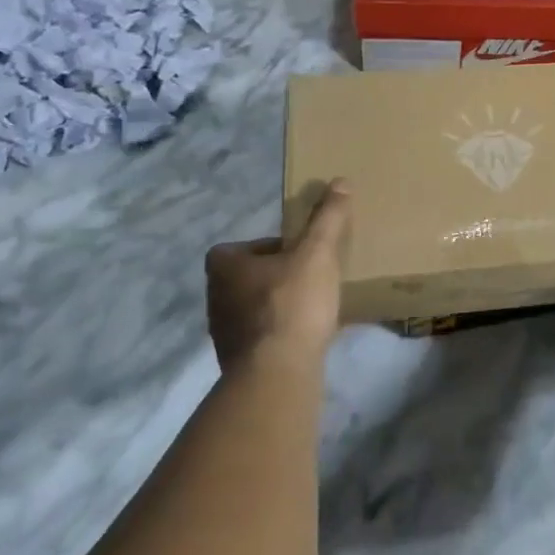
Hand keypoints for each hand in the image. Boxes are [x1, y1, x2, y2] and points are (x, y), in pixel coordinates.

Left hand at [205, 181, 350, 371]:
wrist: (278, 373)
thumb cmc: (292, 303)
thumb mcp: (317, 253)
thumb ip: (328, 218)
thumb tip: (340, 181)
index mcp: (224, 267)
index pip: (239, 247)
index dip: (268, 247)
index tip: (297, 253)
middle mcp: (214, 298)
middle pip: (247, 278)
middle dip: (275, 277)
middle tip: (308, 277)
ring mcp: (222, 334)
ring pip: (252, 309)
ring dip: (277, 306)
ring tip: (312, 307)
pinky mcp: (236, 363)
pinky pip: (260, 338)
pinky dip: (279, 334)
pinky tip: (306, 337)